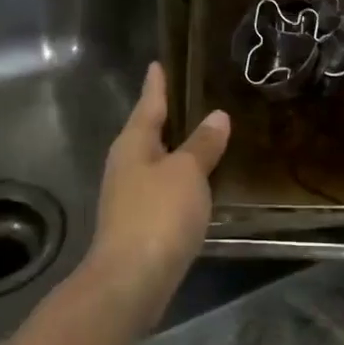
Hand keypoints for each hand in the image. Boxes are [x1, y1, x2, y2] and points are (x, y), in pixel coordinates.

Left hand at [85, 62, 229, 329]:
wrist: (130, 281)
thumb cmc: (158, 215)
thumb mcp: (187, 173)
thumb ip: (202, 144)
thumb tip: (217, 116)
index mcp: (133, 143)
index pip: (148, 104)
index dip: (156, 84)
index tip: (158, 63)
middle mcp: (126, 164)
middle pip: (148, 131)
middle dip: (167, 116)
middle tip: (191, 96)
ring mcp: (129, 196)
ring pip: (155, 161)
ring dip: (175, 149)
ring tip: (202, 135)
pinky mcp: (138, 223)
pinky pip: (162, 188)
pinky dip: (179, 178)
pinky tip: (197, 183)